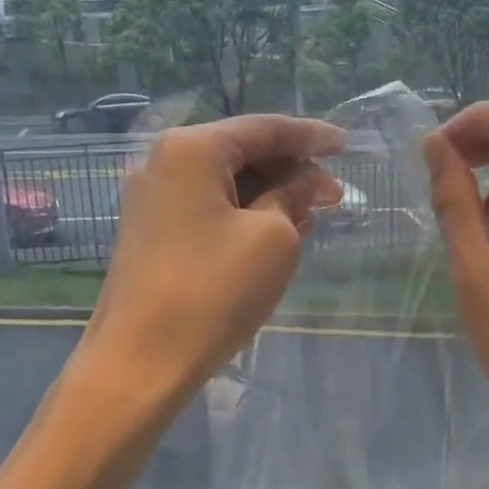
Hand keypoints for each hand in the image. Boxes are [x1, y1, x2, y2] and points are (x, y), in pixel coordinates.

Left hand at [84, 115, 345, 404]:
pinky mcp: (149, 229)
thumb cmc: (213, 291)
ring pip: (224, 180)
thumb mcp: (272, 237)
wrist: (140, 360)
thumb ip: (293, 195)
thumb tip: (304, 181)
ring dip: (268, 193)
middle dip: (290, 170)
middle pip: (241, 150)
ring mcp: (151, 196)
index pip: (264, 128)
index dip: (311, 136)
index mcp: (192, 148)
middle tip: (332, 197)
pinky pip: (206, 205)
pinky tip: (274, 230)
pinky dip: (242, 212)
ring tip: (310, 216)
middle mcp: (163, 160)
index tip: (348, 143)